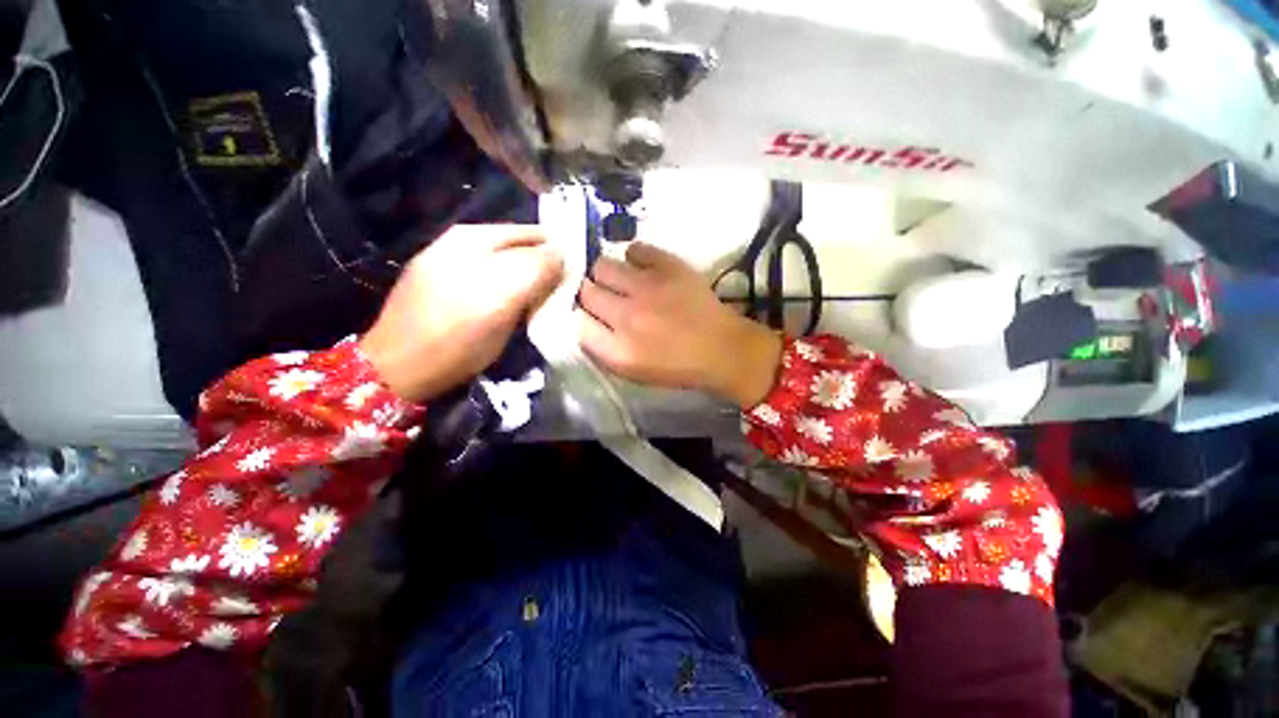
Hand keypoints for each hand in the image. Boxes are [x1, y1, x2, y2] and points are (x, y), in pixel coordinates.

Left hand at [360, 225, 563, 401]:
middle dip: (547, 269)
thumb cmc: (455, 335)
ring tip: (547, 305)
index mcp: (475, 238)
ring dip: (532, 283)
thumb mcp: (502, 298)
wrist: (398, 370)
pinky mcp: (450, 288)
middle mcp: (463, 244)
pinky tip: (519, 309)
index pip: (535, 235)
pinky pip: (495, 282)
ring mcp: (454, 265)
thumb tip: (565, 252)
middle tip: (566, 296)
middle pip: (522, 250)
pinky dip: (514, 292)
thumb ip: (536, 269)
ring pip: (510, 267)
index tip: (580, 279)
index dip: (561, 253)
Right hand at [579, 243, 781, 408]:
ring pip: (602, 265)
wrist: (722, 349)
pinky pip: (634, 248)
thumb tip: (582, 321)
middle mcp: (626, 316)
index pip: (576, 322)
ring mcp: (647, 287)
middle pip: (586, 291)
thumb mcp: (633, 372)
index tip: (590, 316)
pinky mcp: (668, 266)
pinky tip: (643, 269)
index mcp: (617, 350)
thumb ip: (602, 349)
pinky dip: (635, 257)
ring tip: (622, 280)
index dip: (581, 317)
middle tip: (607, 297)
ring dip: (607, 274)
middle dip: (590, 293)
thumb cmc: (678, 367)